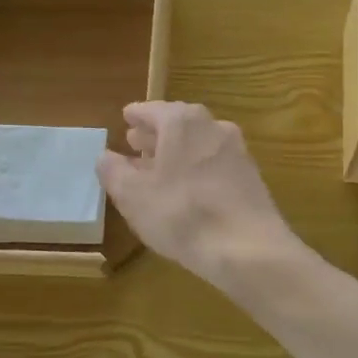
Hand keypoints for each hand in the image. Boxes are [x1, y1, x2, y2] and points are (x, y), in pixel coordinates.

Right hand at [96, 101, 298, 289]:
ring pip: (198, 143)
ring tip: (159, 168)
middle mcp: (212, 126)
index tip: (126, 117)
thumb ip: (114, 171)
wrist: (248, 248)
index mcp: (182, 121)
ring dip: (177, 151)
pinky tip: (187, 189)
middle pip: (178, 123)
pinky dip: (196, 167)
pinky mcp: (251, 176)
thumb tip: (106, 156)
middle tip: (136, 143)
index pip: (152, 109)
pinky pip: (215, 162)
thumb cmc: (181, 214)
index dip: (136, 115)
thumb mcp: (133, 196)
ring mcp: (236, 150)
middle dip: (156, 134)